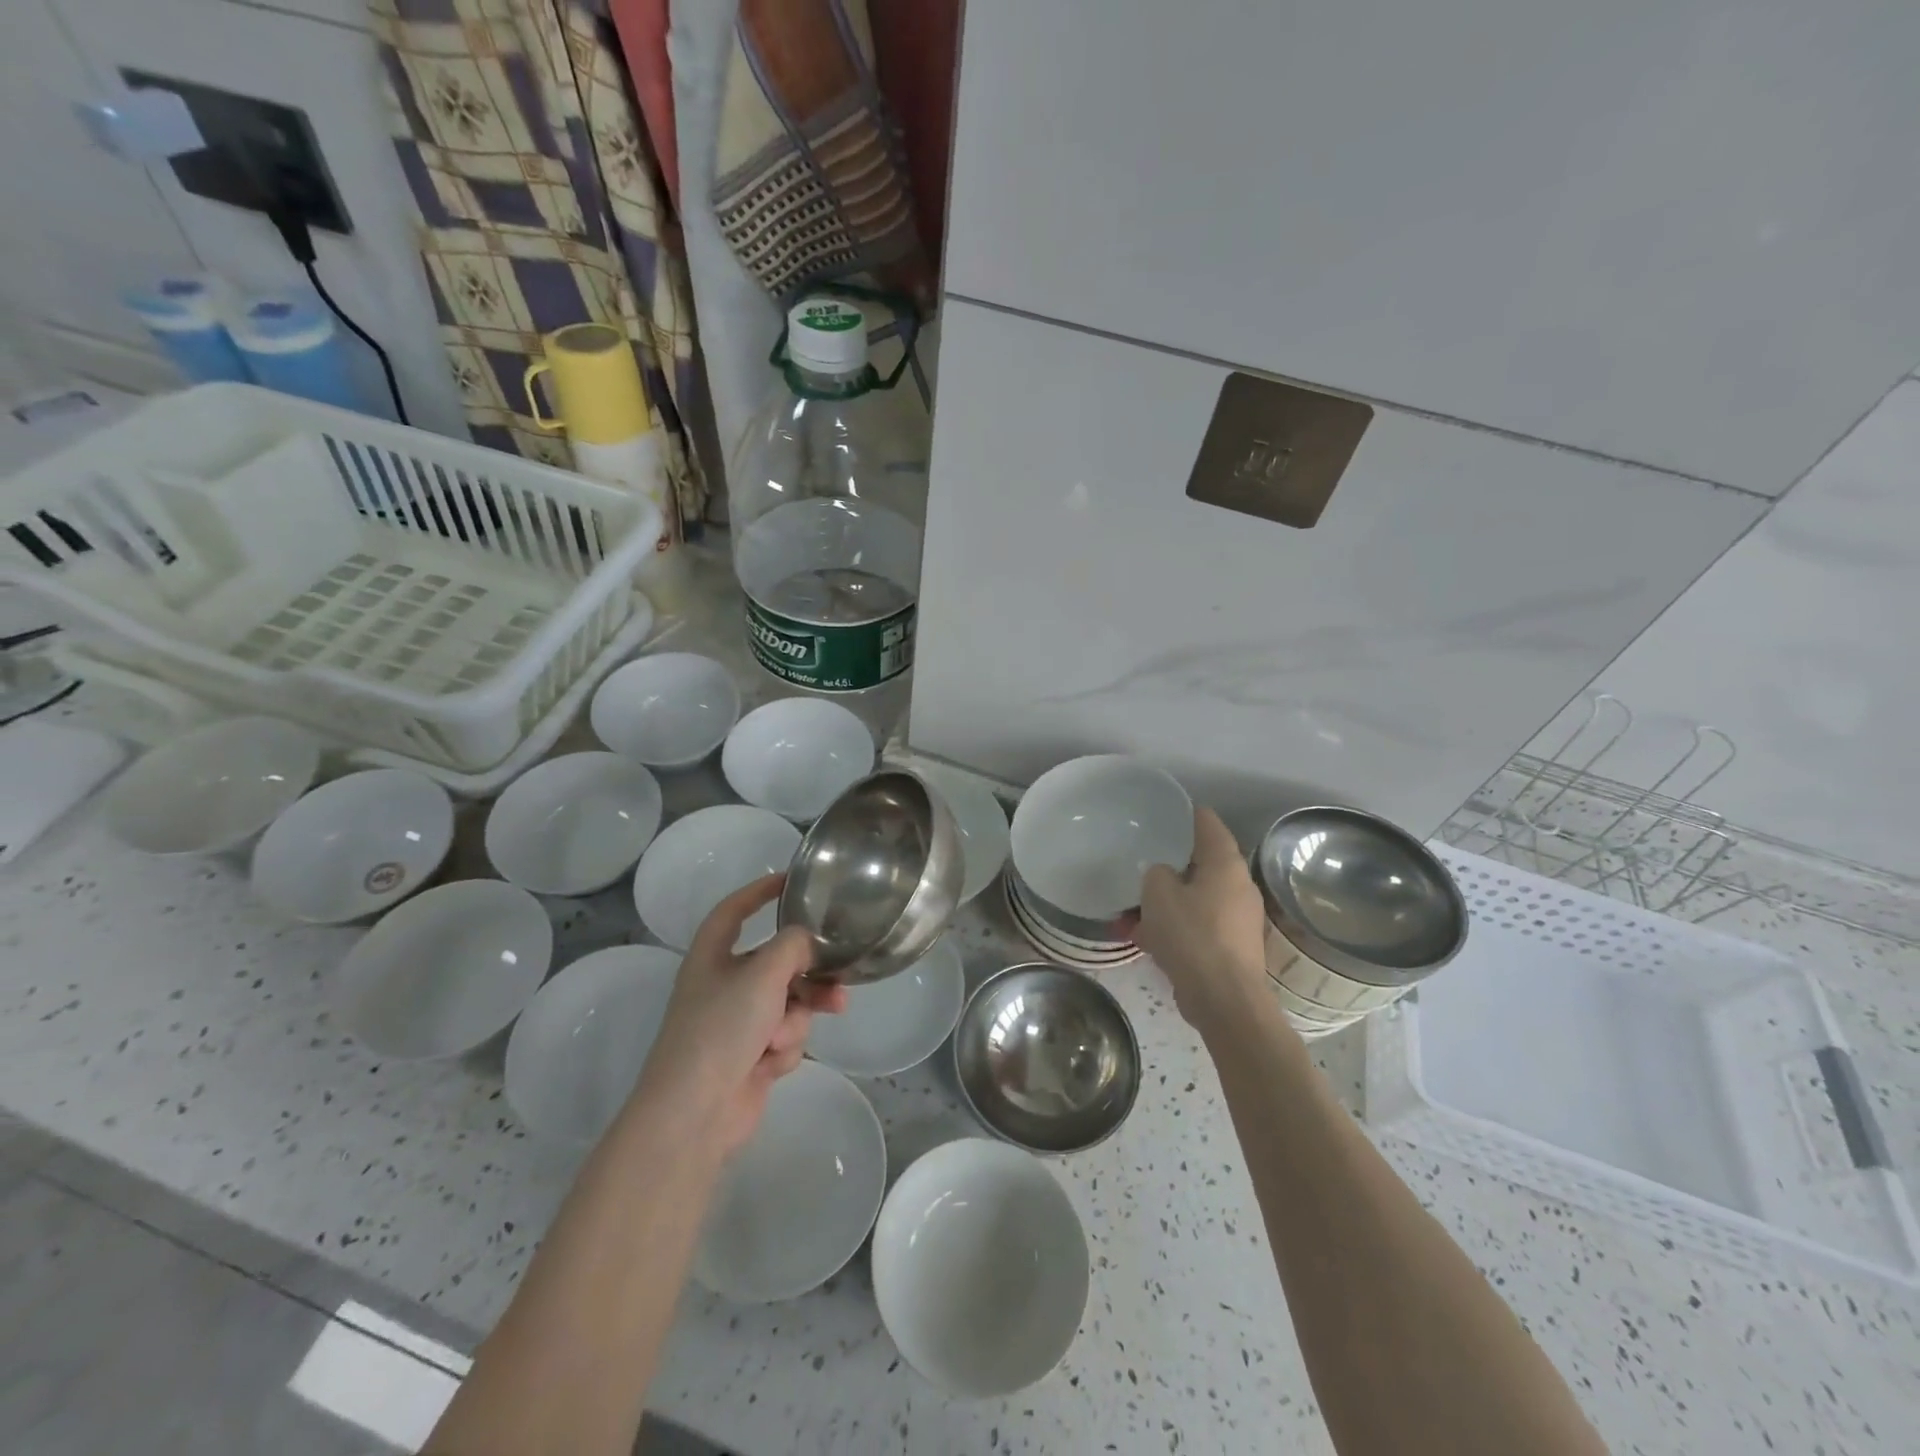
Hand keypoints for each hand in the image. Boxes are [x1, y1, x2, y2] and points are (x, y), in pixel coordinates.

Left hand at [631, 875, 847, 1155]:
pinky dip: (786, 1046)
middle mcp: (724, 984)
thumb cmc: (721, 1029)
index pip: (734, 910)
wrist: (696, 1113)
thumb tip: (808, 941)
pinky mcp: (752, 1055)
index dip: (759, 892)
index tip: (791, 880)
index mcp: (712, 956)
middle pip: (777, 961)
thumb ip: (793, 945)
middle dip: (809, 971)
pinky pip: (786, 1034)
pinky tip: (772, 1062)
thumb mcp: (762, 973)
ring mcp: (738, 1022)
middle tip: (840, 973)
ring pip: (790, 1001)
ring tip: (815, 1020)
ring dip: (800, 1014)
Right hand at [1133, 807, 1273, 1035]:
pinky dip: (1174, 930)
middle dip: (1169, 867)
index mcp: (1225, 864)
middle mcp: (1239, 886)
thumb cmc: (1192, 935)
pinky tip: (1146, 942)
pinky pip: (1197, 927)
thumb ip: (1156, 874)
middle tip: (1140, 865)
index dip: (1185, 814)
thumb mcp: (1158, 893)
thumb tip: (1163, 876)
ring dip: (1166, 904)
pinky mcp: (1232, 949)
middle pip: (1200, 865)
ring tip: (1131, 915)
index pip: (1208, 823)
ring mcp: (1238, 919)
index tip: (1163, 812)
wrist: (1224, 1000)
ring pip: (1195, 899)